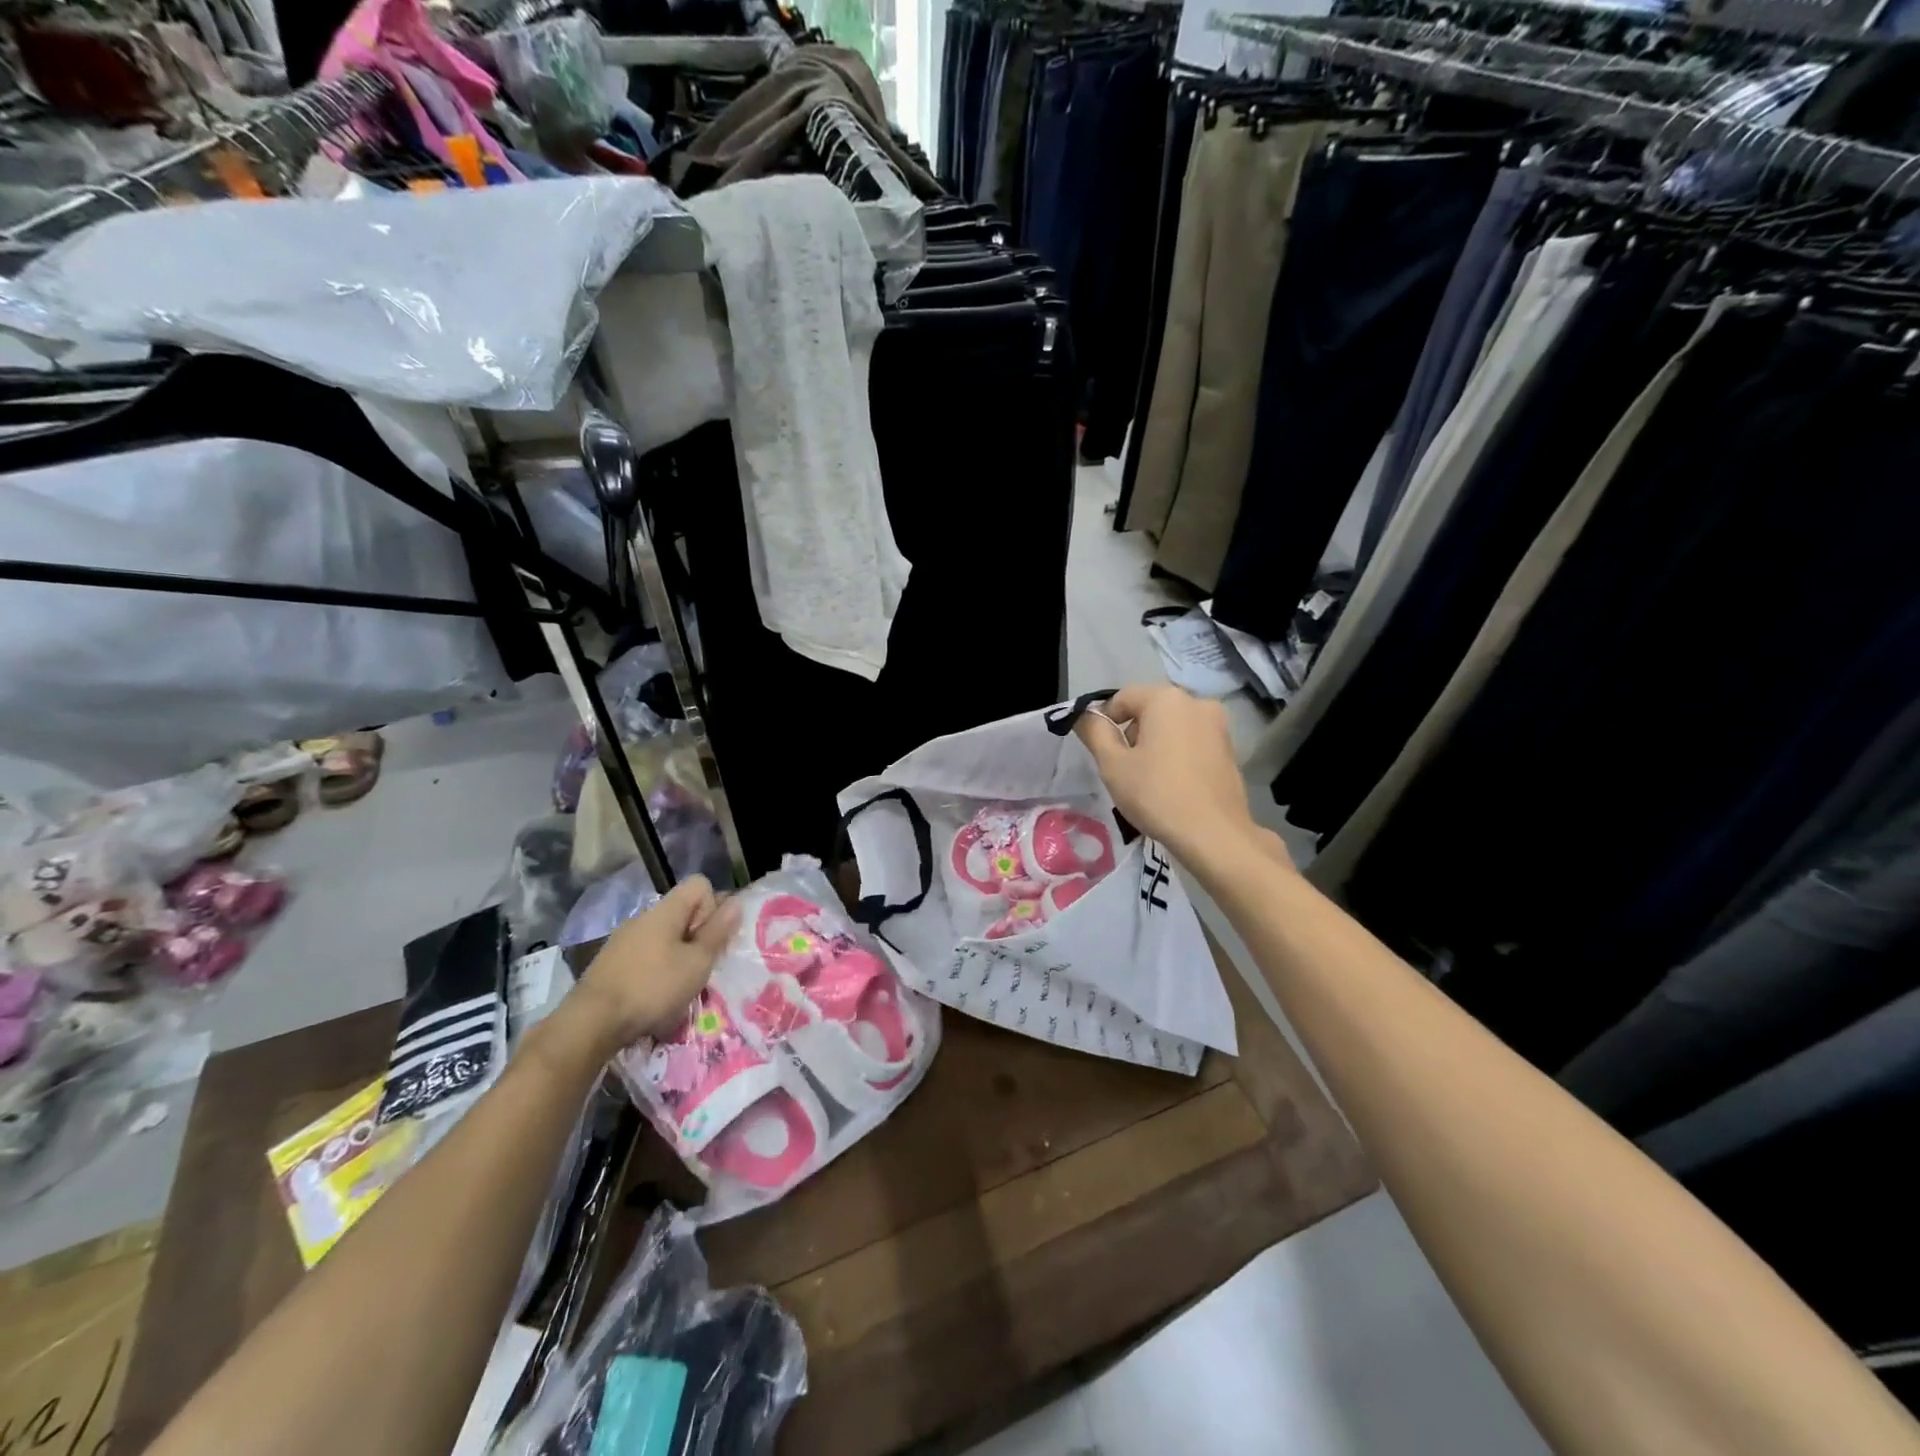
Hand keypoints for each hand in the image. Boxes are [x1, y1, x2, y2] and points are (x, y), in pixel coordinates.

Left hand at [573, 876, 739, 1051]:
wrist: (591, 1023)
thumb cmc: (653, 987)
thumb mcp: (697, 963)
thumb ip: (717, 932)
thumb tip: (735, 902)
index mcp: (666, 910)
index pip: (700, 885)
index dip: (712, 907)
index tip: (709, 939)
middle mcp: (644, 917)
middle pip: (683, 912)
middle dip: (697, 936)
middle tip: (700, 967)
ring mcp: (624, 939)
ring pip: (665, 936)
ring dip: (679, 956)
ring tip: (680, 987)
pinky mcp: (611, 962)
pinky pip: (646, 955)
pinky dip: (657, 969)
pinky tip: (655, 996)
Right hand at [1075, 684, 1263, 863]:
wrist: (1213, 834)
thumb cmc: (1156, 794)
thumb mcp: (1113, 764)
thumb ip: (1095, 733)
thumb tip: (1085, 716)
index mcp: (1166, 699)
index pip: (1123, 697)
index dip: (1104, 720)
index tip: (1099, 750)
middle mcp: (1197, 702)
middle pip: (1150, 709)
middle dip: (1132, 732)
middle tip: (1123, 768)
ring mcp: (1218, 726)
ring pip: (1172, 726)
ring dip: (1154, 744)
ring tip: (1148, 779)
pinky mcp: (1229, 749)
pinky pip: (1192, 742)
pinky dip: (1177, 755)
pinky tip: (1172, 785)